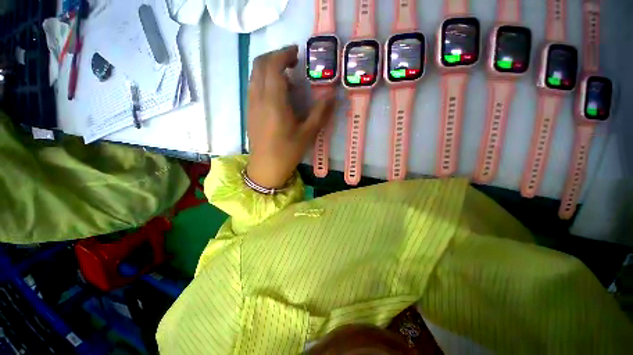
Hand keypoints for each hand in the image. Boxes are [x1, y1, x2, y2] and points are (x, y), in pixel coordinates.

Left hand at [246, 45, 335, 187]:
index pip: (273, 65)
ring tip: (288, 76)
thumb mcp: (307, 134)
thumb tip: (332, 96)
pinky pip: (254, 86)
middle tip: (293, 61)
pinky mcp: (250, 111)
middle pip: (260, 64)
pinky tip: (278, 92)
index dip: (284, 54)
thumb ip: (320, 113)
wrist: (265, 168)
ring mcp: (252, 104)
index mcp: (274, 102)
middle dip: (276, 56)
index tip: (297, 53)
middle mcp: (259, 98)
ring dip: (270, 67)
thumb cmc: (287, 152)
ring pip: (255, 74)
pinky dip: (265, 79)